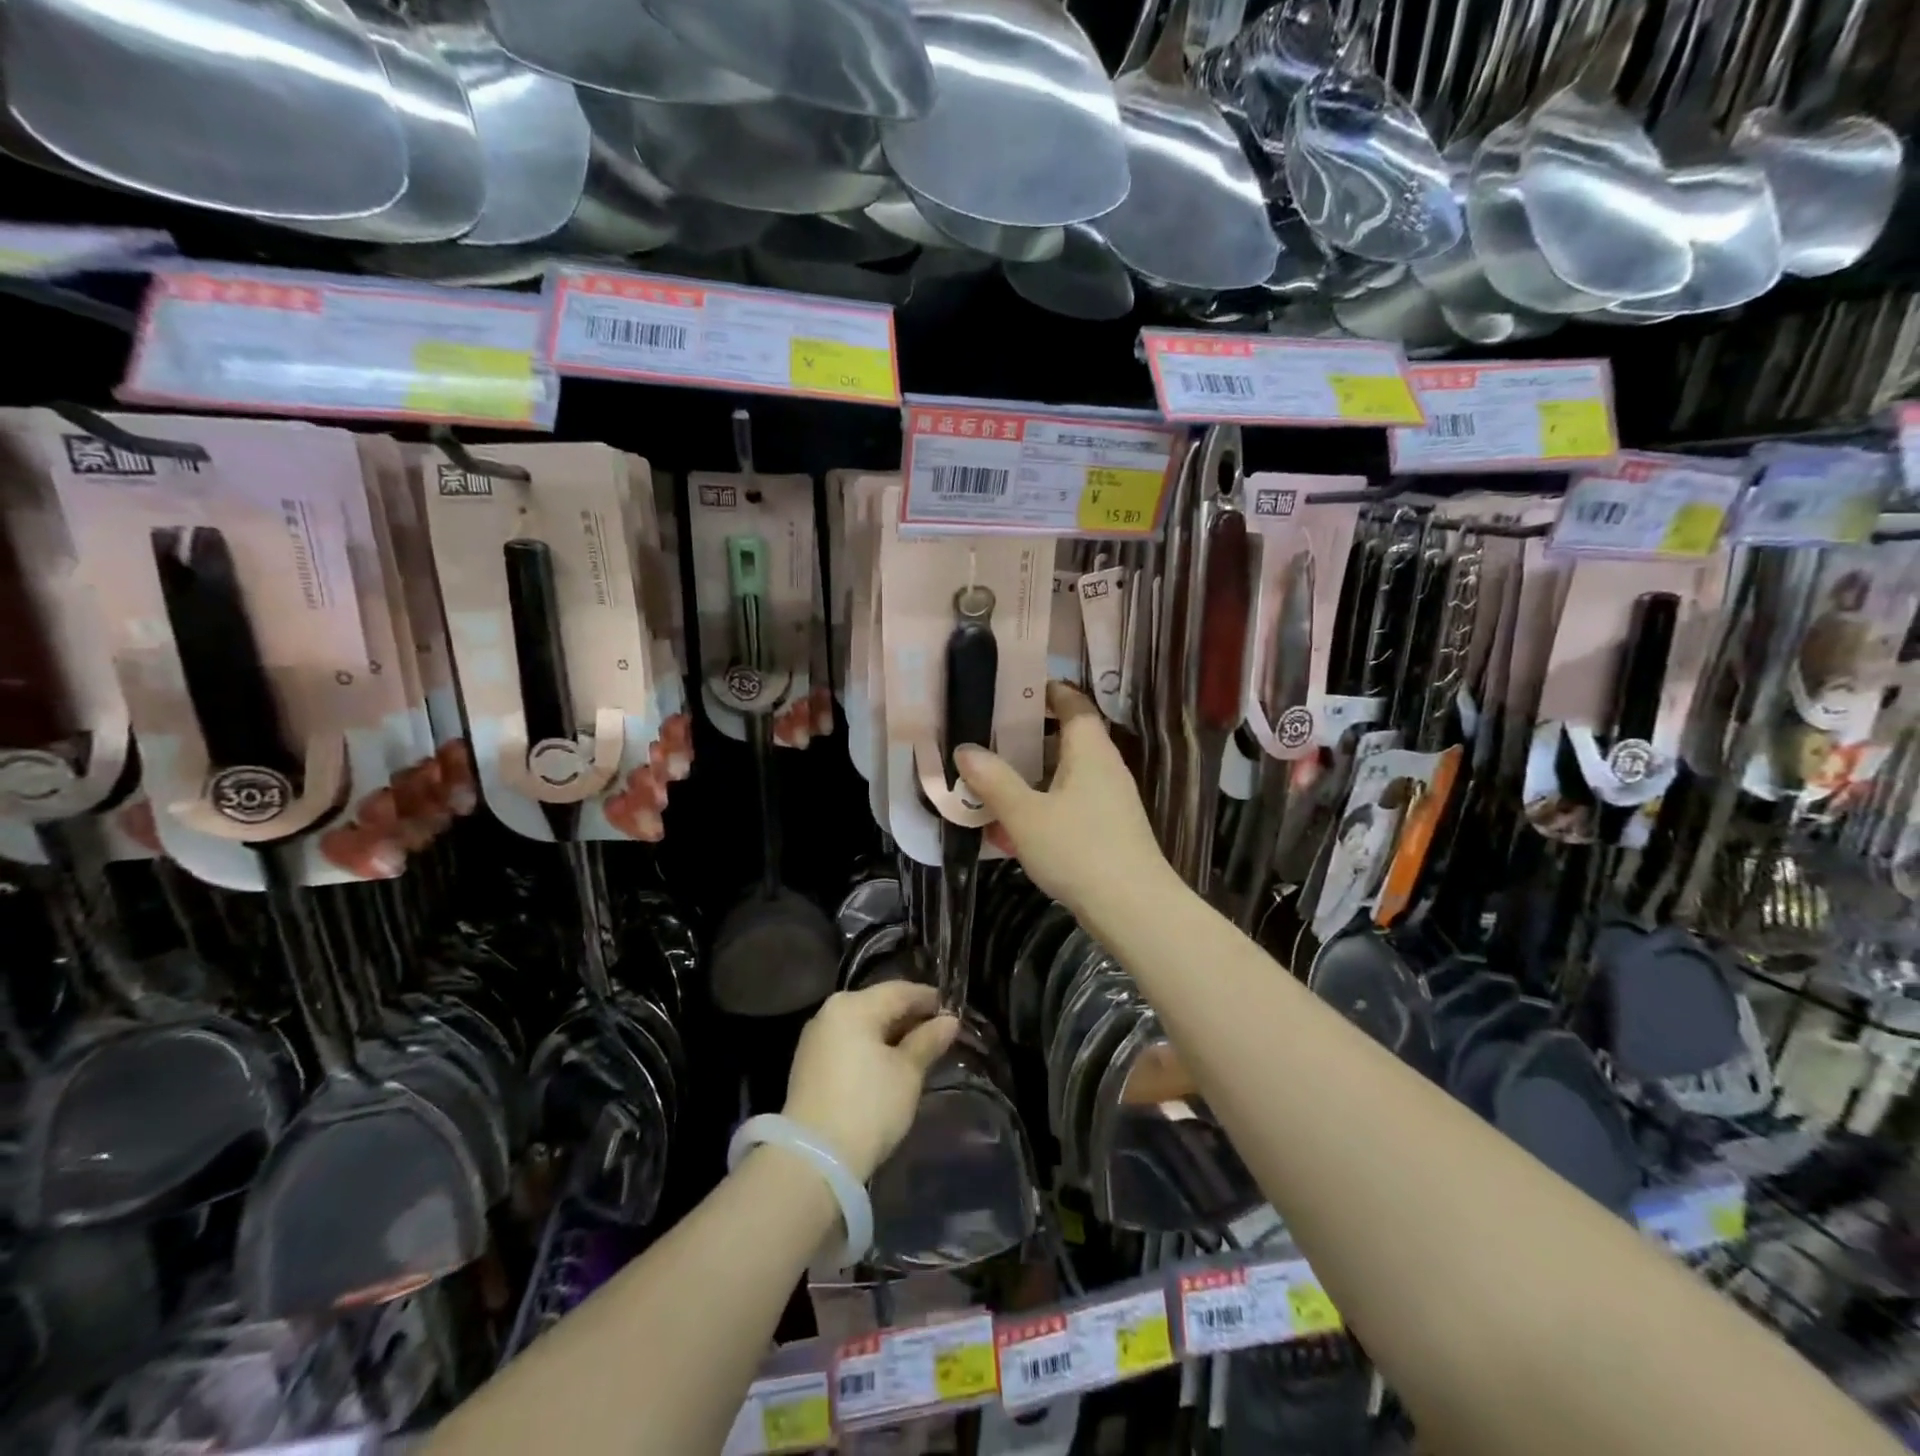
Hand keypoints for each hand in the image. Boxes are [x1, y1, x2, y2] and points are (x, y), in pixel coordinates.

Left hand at [782, 983, 958, 1181]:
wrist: (814, 1161)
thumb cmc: (868, 1107)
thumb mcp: (907, 1073)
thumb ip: (928, 1041)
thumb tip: (949, 1021)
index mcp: (854, 1005)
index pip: (900, 991)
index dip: (929, 999)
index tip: (953, 1012)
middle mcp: (830, 1012)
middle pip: (878, 1005)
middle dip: (909, 1017)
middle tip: (939, 1033)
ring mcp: (816, 1039)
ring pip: (862, 1024)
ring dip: (890, 1034)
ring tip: (918, 1051)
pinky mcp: (809, 1065)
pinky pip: (848, 1043)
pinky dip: (870, 1048)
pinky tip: (888, 1065)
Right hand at [956, 682, 1174, 919]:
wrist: (1134, 908)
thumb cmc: (1078, 849)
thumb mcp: (1024, 814)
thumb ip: (993, 780)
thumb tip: (965, 749)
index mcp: (1089, 749)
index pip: (1072, 702)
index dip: (1045, 691)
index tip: (1011, 691)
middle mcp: (1105, 766)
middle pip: (1067, 737)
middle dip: (1028, 737)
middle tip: (989, 738)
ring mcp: (1112, 798)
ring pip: (1067, 773)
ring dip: (1033, 775)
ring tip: (993, 782)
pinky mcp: (1111, 827)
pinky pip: (1073, 801)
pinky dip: (1045, 803)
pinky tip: (1017, 826)